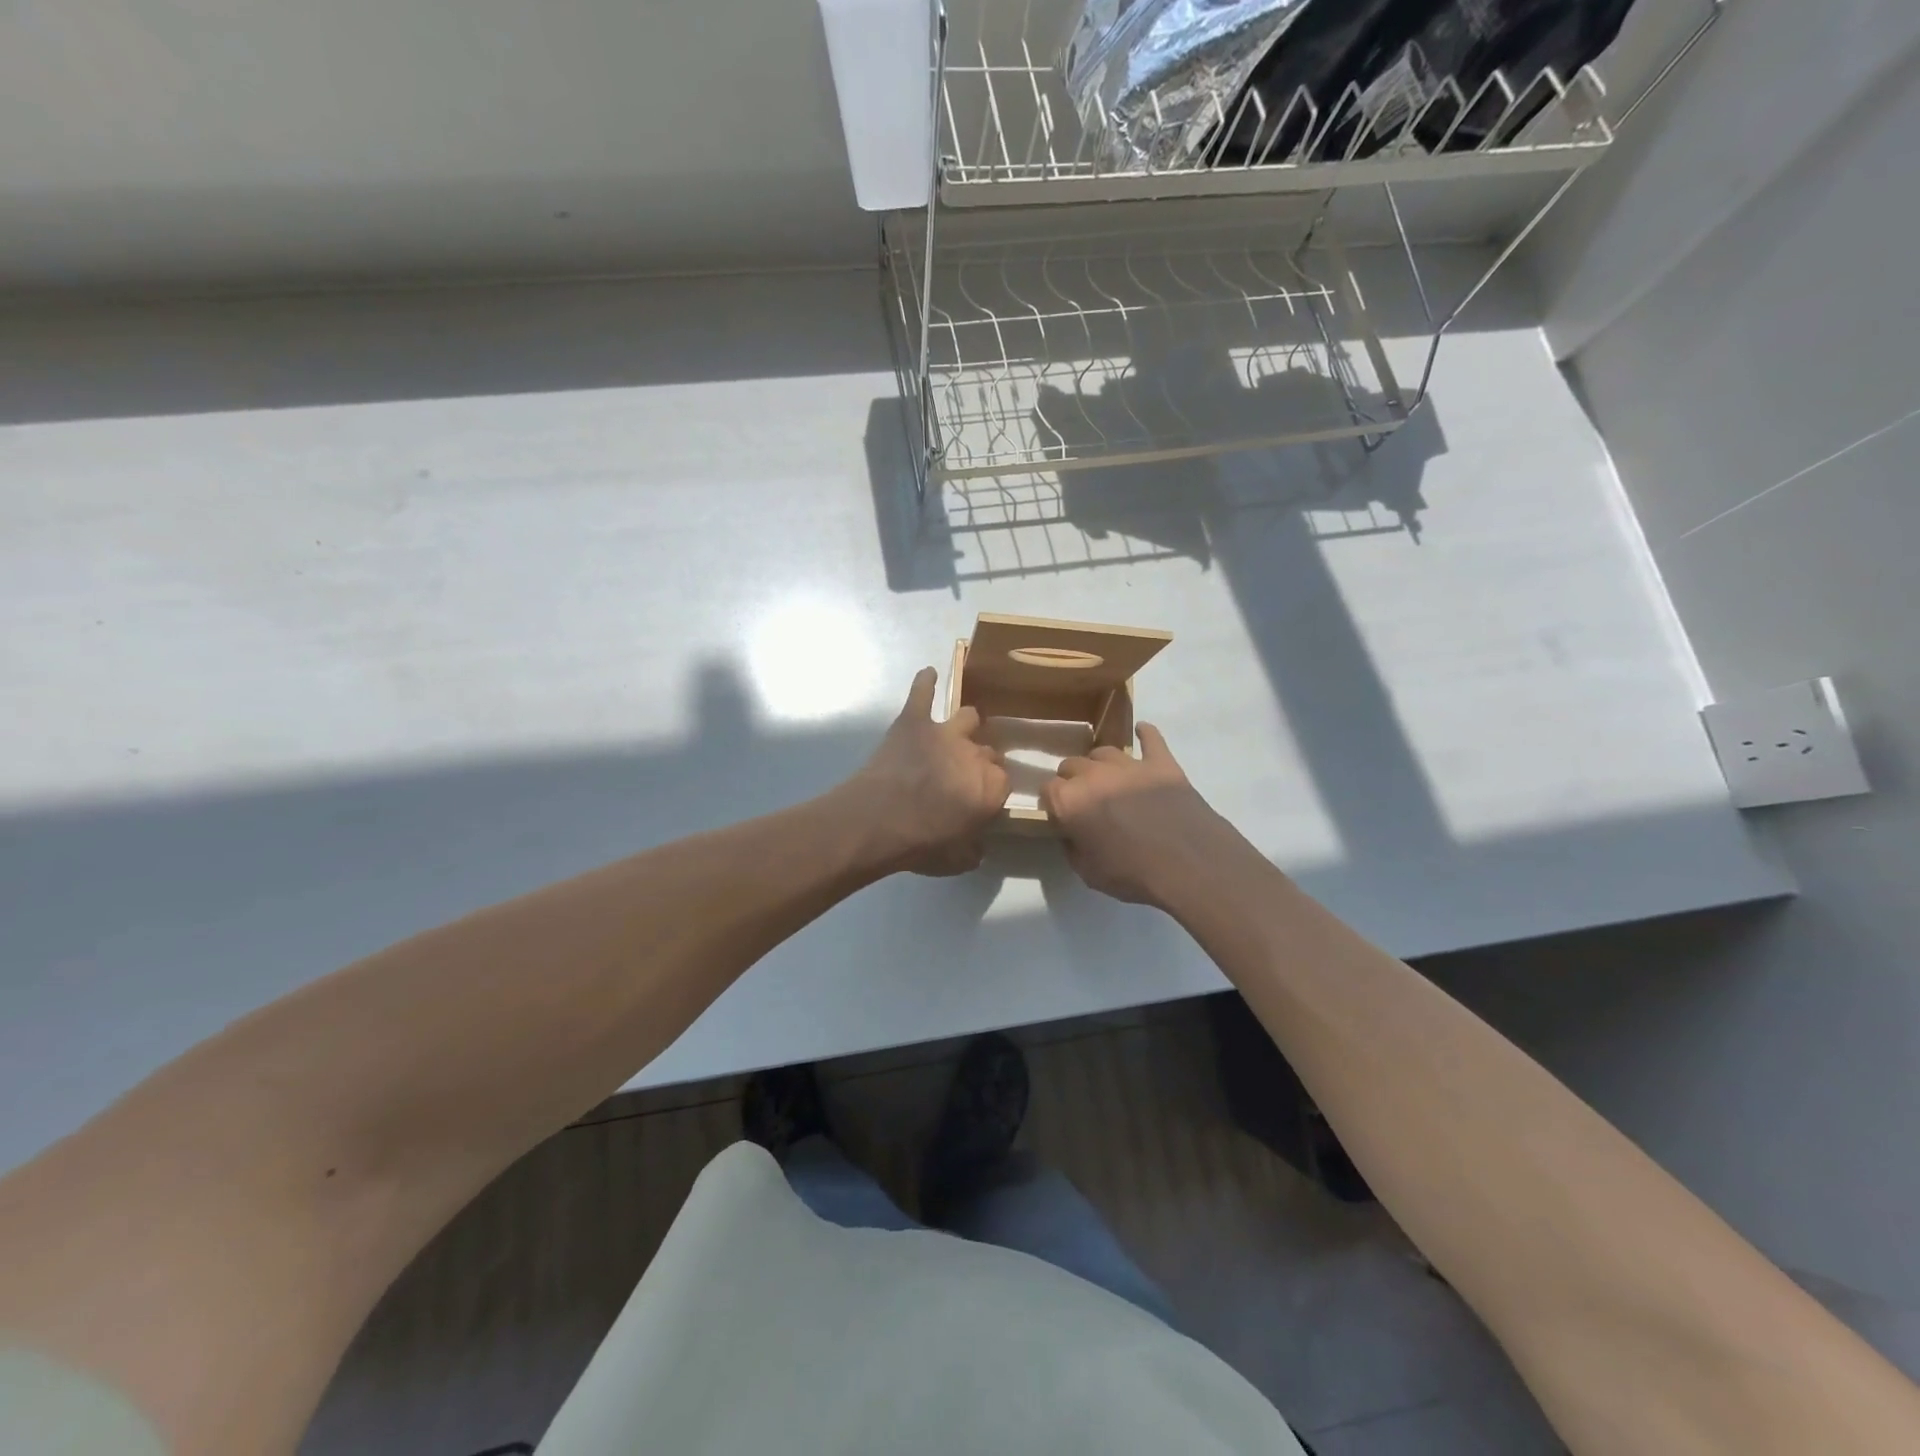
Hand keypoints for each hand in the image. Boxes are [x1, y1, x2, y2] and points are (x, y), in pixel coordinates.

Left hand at [845, 668, 1008, 875]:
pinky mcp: (913, 720)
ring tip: (959, 731)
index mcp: (991, 786)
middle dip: (980, 759)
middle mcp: (974, 753)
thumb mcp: (956, 860)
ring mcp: (944, 732)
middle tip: (964, 772)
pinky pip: (922, 693)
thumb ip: (973, 850)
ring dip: (966, 724)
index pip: (1004, 780)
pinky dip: (925, 682)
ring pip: (968, 717)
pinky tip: (928, 674)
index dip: (993, 788)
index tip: (982, 797)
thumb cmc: (920, 845)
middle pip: (988, 750)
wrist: (878, 821)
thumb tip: (977, 847)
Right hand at [1042, 724, 1241, 905]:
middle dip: (1072, 780)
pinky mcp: (1161, 763)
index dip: (1052, 803)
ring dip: (1100, 764)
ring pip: (1103, 751)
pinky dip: (1145, 735)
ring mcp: (1129, 764)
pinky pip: (1151, 739)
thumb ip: (1072, 847)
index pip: (1047, 790)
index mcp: (1070, 800)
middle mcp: (1094, 774)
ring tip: (1108, 779)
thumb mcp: (1088, 872)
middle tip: (1085, 801)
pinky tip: (1141, 732)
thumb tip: (1071, 833)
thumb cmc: (1133, 873)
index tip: (1060, 816)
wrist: (1189, 864)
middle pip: (1071, 765)